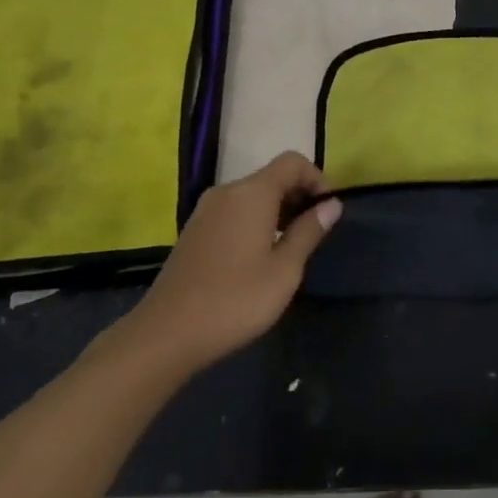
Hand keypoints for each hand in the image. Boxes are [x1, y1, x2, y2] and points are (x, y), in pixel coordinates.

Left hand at [108, 152, 340, 376]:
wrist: (165, 335)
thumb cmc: (235, 300)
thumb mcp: (284, 270)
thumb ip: (309, 231)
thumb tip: (331, 204)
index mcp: (252, 193)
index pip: (292, 162)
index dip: (317, 178)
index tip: (328, 209)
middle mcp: (227, 191)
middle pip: (272, 176)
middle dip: (298, 195)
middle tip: (315, 231)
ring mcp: (206, 210)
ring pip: (252, 195)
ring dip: (277, 210)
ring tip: (290, 246)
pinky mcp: (194, 230)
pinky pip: (234, 210)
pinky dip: (255, 220)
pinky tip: (259, 256)